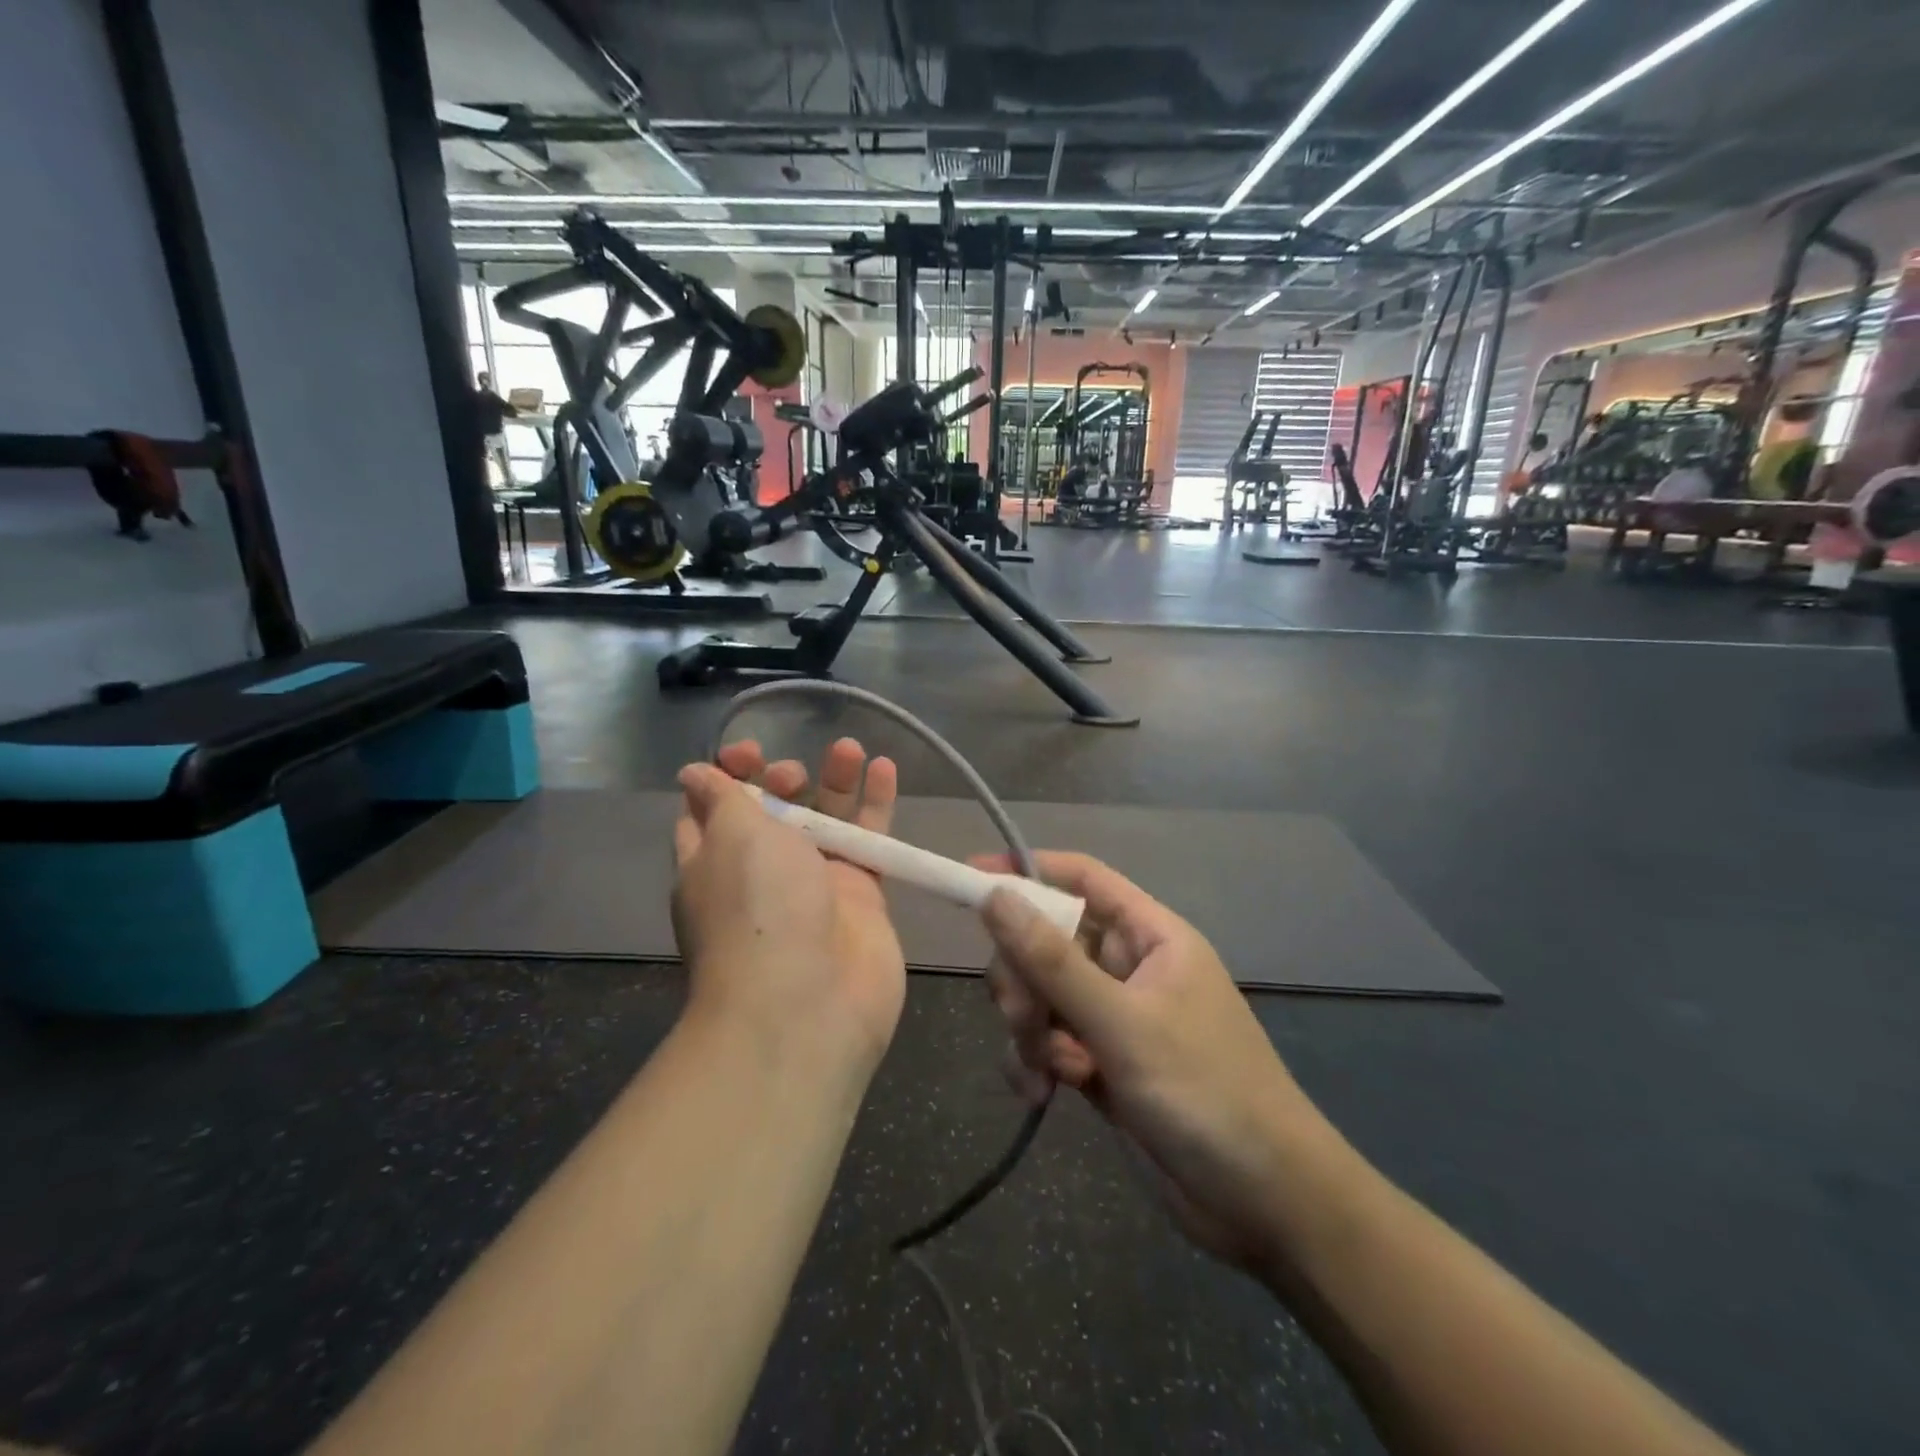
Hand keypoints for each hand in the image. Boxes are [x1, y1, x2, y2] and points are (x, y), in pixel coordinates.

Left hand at [674, 739, 904, 1078]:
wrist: (808, 1004)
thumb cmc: (756, 909)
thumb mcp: (730, 837)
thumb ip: (723, 798)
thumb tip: (694, 774)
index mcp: (713, 862)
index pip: (712, 808)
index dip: (728, 774)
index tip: (749, 753)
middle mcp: (762, 873)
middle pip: (775, 811)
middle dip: (784, 780)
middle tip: (794, 774)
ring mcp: (815, 886)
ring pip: (827, 820)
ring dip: (836, 781)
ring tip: (851, 749)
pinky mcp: (862, 898)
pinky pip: (869, 841)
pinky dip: (876, 805)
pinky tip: (884, 769)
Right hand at [974, 852, 1333, 1274]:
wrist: (1266, 1206)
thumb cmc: (1205, 1093)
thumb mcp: (1122, 1024)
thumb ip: (1053, 961)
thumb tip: (995, 896)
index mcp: (1150, 936)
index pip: (1082, 879)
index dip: (1028, 870)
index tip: (971, 878)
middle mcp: (1130, 968)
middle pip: (1050, 940)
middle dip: (1024, 977)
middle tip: (1021, 1018)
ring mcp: (1115, 1017)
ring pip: (1043, 994)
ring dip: (1028, 1028)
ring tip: (1043, 1072)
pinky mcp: (1103, 1064)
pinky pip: (1050, 1042)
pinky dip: (1037, 1062)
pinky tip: (1041, 1094)